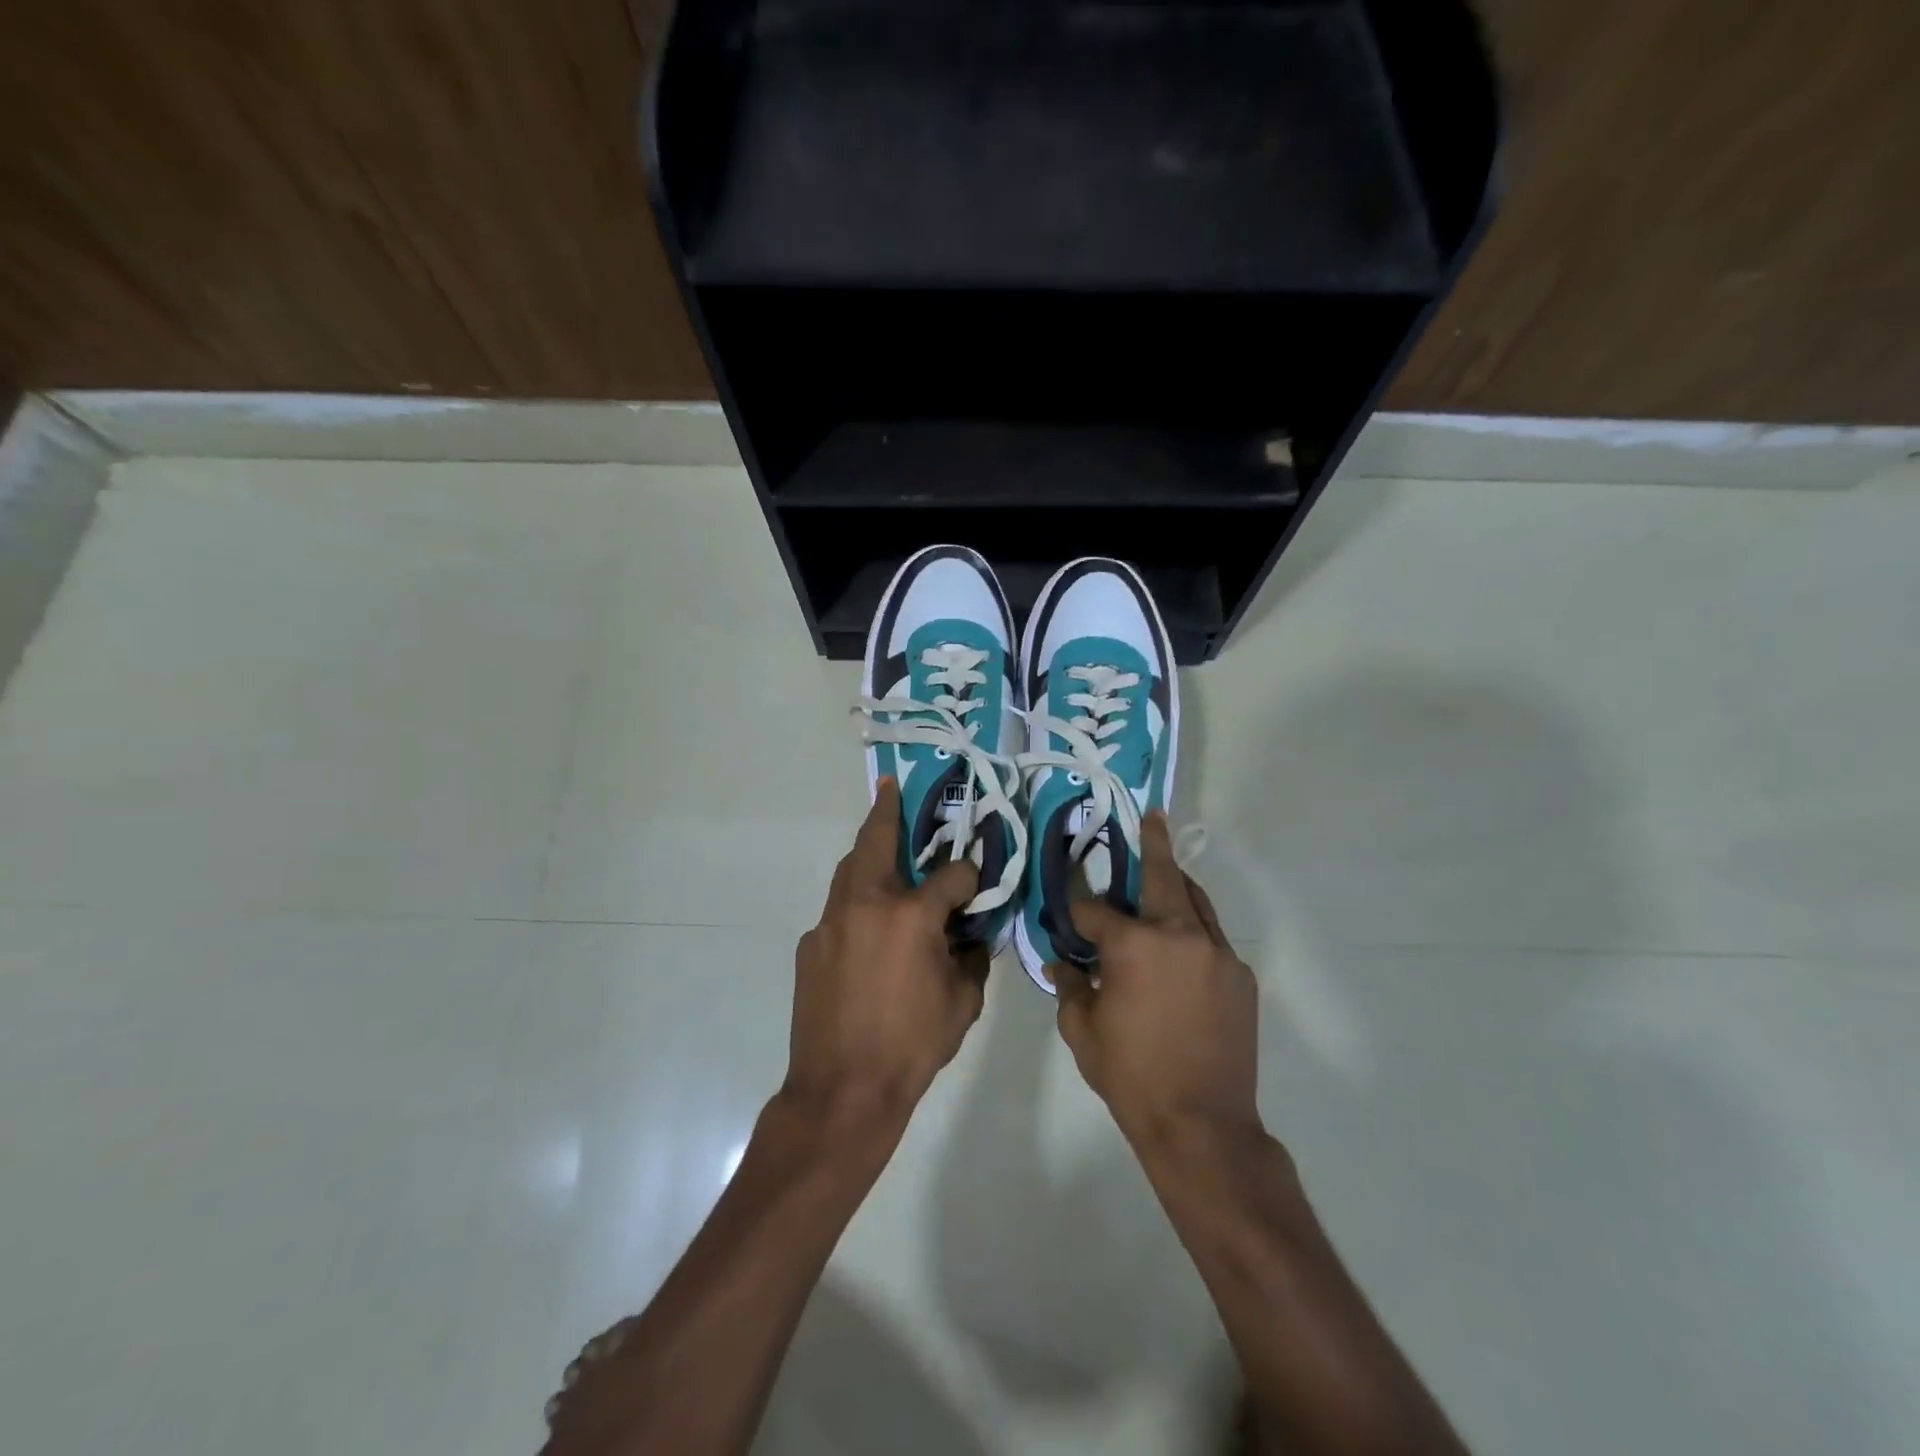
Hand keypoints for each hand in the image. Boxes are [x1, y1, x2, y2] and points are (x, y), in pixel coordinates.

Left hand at [786, 778, 987, 1125]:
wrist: (842, 1090)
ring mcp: (831, 922)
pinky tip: (867, 926)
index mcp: (910, 916)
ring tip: (880, 841)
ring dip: (866, 851)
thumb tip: (972, 936)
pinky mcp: (810, 944)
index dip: (969, 874)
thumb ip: (971, 958)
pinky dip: (855, 903)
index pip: (950, 875)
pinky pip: (837, 910)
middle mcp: (866, 904)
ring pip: (848, 870)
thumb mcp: (962, 1003)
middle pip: (876, 842)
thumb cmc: (912, 1046)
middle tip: (891, 788)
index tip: (977, 878)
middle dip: (887, 812)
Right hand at [1050, 812, 1262, 1152]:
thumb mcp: (1083, 1031)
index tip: (1068, 906)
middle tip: (1152, 817)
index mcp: (1134, 944)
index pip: (1096, 909)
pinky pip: (1211, 939)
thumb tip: (1061, 962)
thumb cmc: (1132, 1075)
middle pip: (1163, 877)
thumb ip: (1070, 986)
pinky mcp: (1240, 976)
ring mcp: (1217, 953)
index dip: (1077, 907)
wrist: (1202, 1125)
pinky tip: (1180, 951)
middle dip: (1152, 844)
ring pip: (1195, 901)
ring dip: (1177, 884)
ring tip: (1165, 872)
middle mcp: (1180, 934)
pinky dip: (1192, 931)